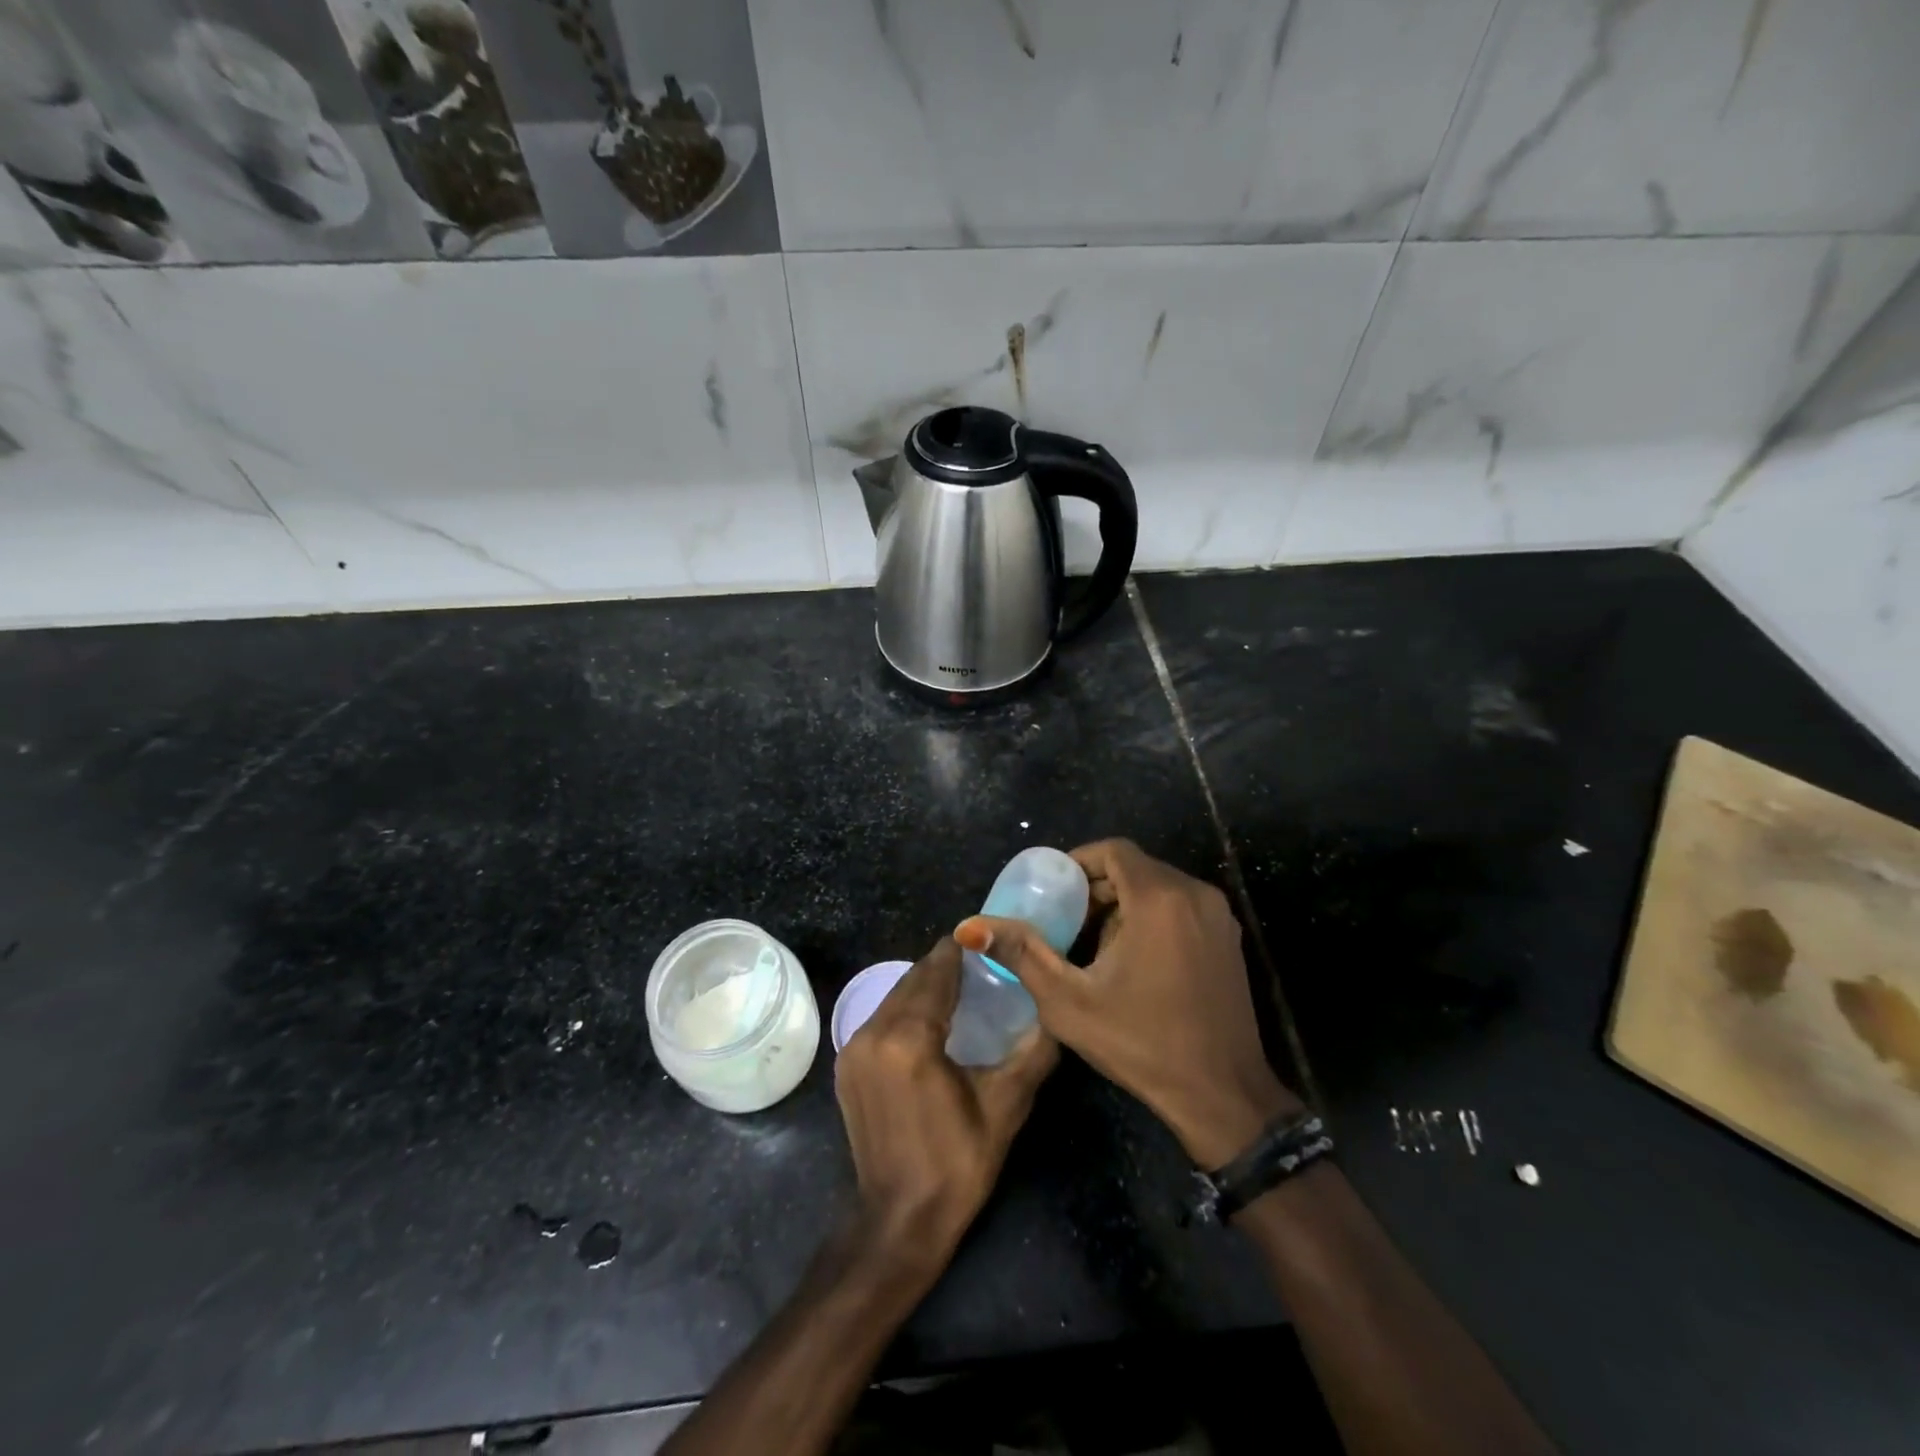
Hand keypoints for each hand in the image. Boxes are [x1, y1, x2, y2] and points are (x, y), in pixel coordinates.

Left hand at [835, 937, 1057, 1267]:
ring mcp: (853, 1049)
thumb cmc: (957, 1164)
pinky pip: (879, 1019)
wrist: (898, 1222)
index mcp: (910, 1038)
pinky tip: (929, 1021)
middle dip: (943, 967)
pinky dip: (904, 1010)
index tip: (986, 941)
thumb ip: (1033, 1051)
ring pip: (894, 997)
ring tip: (959, 989)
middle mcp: (873, 1032)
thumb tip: (1058, 1014)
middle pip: (912, 980)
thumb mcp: (1005, 1106)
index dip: (960, 951)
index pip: (936, 972)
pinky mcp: (846, 1065)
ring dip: (923, 988)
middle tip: (980, 964)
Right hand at [956, 838, 1299, 1168]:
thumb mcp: (1069, 1001)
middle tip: (1065, 921)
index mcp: (1159, 898)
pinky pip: (1180, 907)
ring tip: (1092, 945)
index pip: (1114, 850)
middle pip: (1135, 868)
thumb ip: (1022, 954)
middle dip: (1097, 888)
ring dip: (1122, 904)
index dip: (1079, 862)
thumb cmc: (1142, 1044)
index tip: (1053, 890)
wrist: (1222, 1096)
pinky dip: (1150, 917)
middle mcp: (1194, 894)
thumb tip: (972, 927)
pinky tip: (1131, 960)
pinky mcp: (1229, 939)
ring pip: (1158, 887)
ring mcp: (1218, 916)